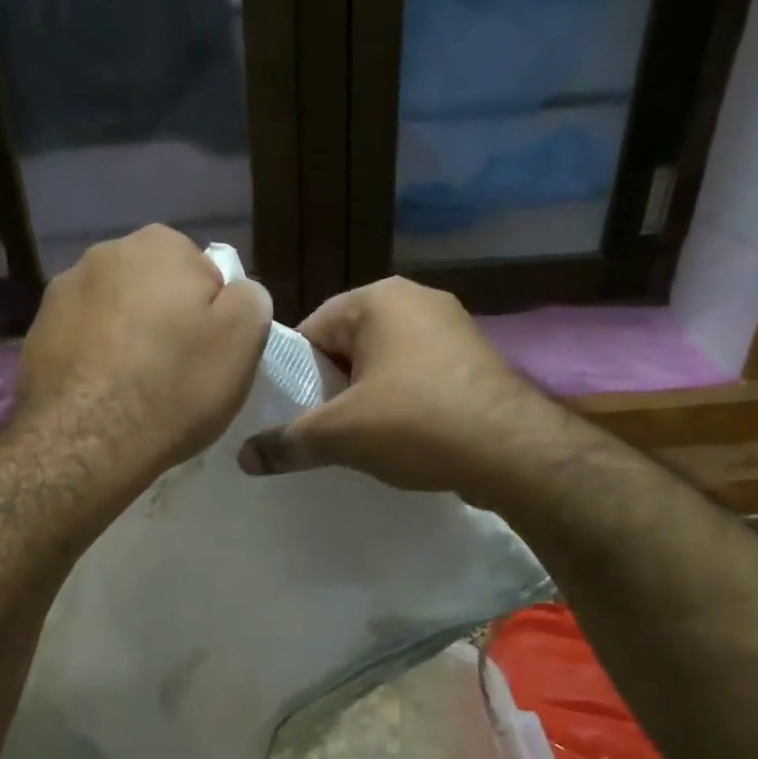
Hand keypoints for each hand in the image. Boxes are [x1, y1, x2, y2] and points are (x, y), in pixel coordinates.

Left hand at [16, 224, 272, 488]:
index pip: (202, 272)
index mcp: (160, 245)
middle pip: (153, 288)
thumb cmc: (176, 387)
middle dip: (165, 320)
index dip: (211, 315)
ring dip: (126, 338)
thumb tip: (235, 292)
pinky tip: (103, 396)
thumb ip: (250, 298)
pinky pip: (81, 341)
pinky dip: (95, 360)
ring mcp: (60, 292)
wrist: (89, 441)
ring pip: (113, 313)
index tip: (208, 353)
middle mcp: (104, 253)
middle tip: (176, 372)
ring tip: (135, 388)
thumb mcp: (244, 339)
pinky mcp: (35, 333)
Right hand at [236, 277, 555, 503]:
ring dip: (367, 399)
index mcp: (377, 299)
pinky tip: (401, 439)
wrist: (513, 451)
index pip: (311, 330)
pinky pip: (419, 377)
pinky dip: (403, 404)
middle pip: (348, 346)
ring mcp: (452, 327)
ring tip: (358, 440)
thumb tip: (245, 459)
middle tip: (321, 431)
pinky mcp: (474, 359)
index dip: (294, 375)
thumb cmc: (416, 423)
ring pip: (385, 363)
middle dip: (332, 389)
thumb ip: (287, 442)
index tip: (289, 414)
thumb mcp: (340, 435)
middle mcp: (416, 300)